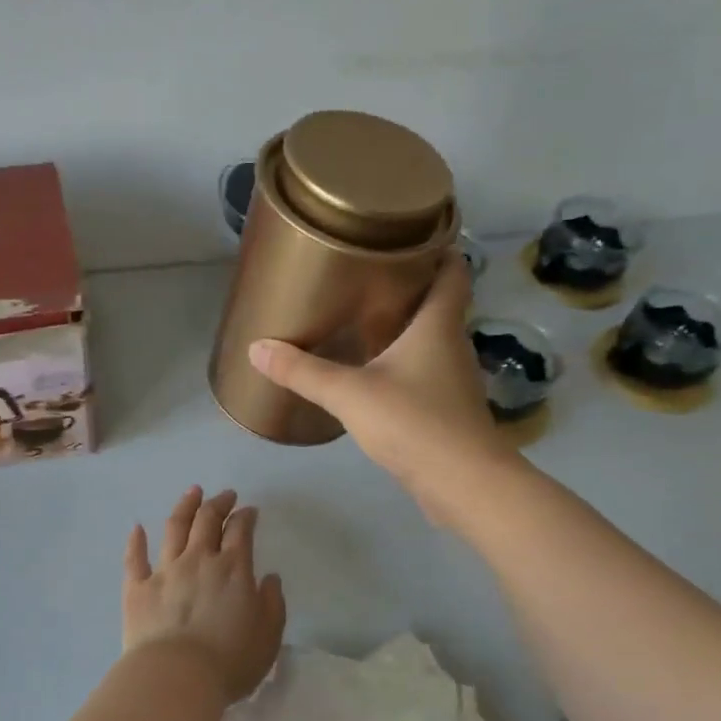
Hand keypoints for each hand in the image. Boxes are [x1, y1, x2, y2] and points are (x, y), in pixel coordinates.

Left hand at [123, 486, 285, 703]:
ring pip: (174, 528)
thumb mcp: (268, 636)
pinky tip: (137, 528)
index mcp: (233, 569)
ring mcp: (164, 571)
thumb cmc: (229, 661)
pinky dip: (136, 541)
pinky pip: (135, 558)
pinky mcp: (137, 589)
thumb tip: (269, 578)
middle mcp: (198, 560)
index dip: (245, 516)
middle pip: (207, 521)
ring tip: (192, 493)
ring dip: (184, 507)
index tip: (249, 511)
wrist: (176, 677)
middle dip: (218, 504)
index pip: (240, 530)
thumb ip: (272, 603)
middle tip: (225, 495)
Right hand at [246, 253, 522, 518]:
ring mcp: (453, 380)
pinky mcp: (447, 410)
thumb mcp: (350, 393)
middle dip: (410, 287)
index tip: (409, 235)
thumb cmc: (414, 422)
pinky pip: (424, 373)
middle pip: (439, 303)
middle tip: (366, 275)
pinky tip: (373, 373)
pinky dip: (403, 364)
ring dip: (405, 327)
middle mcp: (452, 345)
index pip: (453, 271)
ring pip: (431, 340)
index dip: (439, 248)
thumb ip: (303, 371)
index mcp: (438, 325)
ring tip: (362, 319)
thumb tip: (257, 348)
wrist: (464, 484)